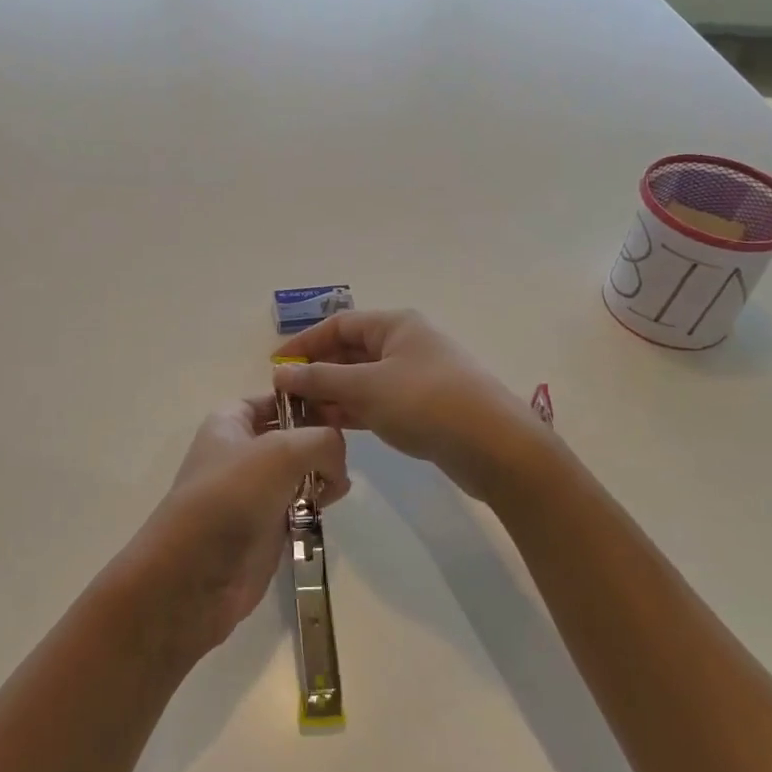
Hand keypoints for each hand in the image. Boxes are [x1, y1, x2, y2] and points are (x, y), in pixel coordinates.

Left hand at [119, 398, 348, 660]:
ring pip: (298, 471)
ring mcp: (252, 491)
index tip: (338, 413)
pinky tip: (326, 507)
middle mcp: (239, 452)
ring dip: (321, 475)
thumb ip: (322, 441)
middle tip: (340, 457)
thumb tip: (336, 463)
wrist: (195, 574)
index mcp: (230, 422)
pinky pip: (298, 505)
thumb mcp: (282, 451)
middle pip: (291, 435)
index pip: (273, 399)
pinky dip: (314, 504)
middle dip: (319, 442)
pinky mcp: (265, 526)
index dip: (304, 401)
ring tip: (334, 487)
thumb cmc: (232, 496)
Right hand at [273, 310, 557, 503]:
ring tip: (301, 418)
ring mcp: (416, 377)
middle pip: (350, 351)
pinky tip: (332, 428)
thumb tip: (281, 373)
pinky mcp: (423, 407)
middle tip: (286, 399)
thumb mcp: (367, 387)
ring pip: (363, 380)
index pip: (338, 325)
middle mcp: (405, 344)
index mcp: (395, 325)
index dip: (304, 343)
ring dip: (333, 396)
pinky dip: (354, 411)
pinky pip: (378, 402)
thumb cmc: (426, 403)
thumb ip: (321, 379)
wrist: (495, 446)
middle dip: (317, 373)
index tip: (276, 367)